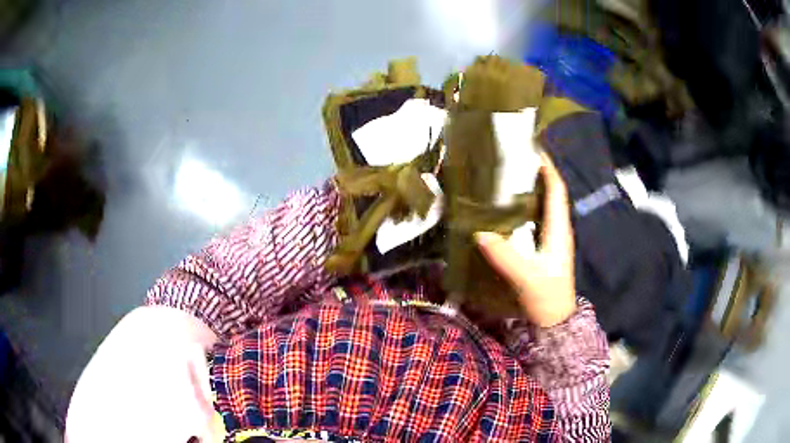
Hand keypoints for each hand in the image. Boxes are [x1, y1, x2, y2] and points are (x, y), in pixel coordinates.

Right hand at [475, 152, 575, 326]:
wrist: (554, 319)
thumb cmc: (546, 297)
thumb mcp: (525, 276)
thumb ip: (504, 255)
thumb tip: (479, 232)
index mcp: (559, 229)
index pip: (557, 190)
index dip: (547, 168)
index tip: (532, 150)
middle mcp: (558, 229)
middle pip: (551, 193)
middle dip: (536, 174)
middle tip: (513, 161)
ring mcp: (553, 239)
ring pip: (544, 206)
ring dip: (531, 189)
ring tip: (508, 178)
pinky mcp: (545, 248)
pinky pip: (536, 219)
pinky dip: (525, 208)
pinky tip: (508, 209)